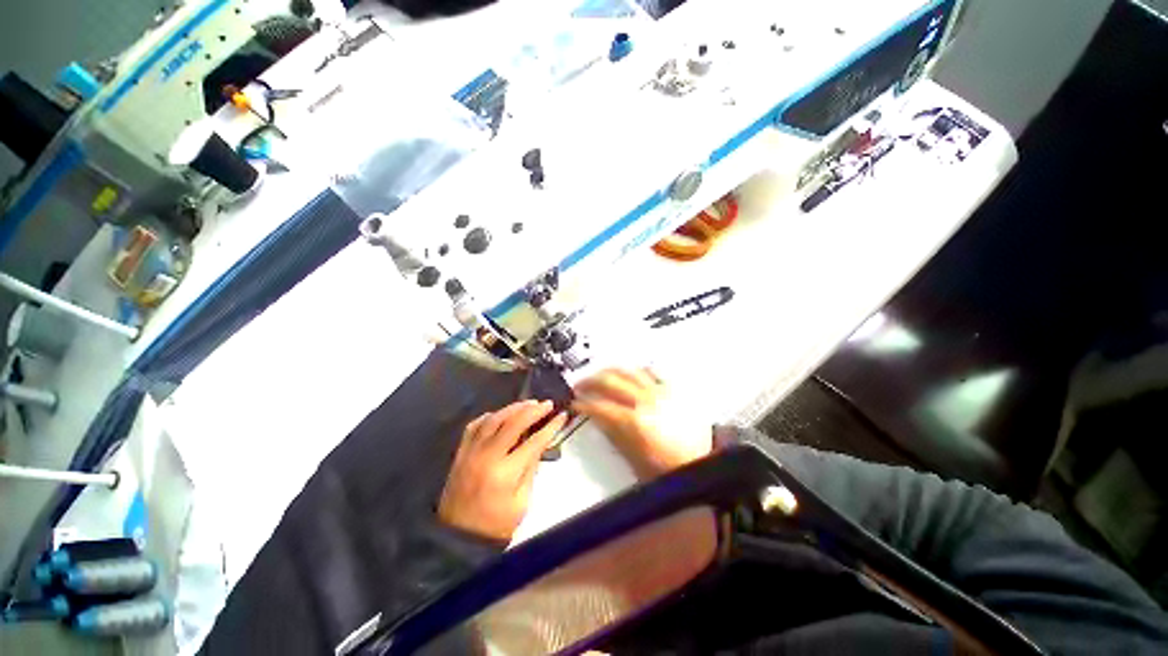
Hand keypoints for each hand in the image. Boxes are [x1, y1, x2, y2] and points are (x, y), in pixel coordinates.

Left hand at [439, 400, 567, 542]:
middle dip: (533, 411)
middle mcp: (487, 456)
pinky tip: (501, 415)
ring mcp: (471, 452)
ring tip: (529, 403)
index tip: (561, 415)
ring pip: (494, 419)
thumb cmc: (497, 524)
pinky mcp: (460, 453)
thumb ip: (531, 468)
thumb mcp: (522, 501)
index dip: (550, 426)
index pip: (534, 441)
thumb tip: (540, 442)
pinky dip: (490, 416)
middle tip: (547, 404)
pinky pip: (474, 426)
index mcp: (505, 473)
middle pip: (513, 423)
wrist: (459, 537)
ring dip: (513, 408)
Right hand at [573, 368, 713, 478]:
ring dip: (610, 371)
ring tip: (600, 374)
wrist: (700, 464)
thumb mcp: (633, 458)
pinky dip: (636, 371)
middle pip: (611, 381)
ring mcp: (660, 392)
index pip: (600, 406)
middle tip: (580, 385)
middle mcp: (646, 400)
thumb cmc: (667, 468)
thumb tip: (597, 417)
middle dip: (590, 381)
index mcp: (634, 421)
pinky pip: (651, 373)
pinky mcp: (672, 390)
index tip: (575, 403)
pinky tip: (630, 374)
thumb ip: (613, 434)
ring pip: (629, 371)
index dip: (583, 404)